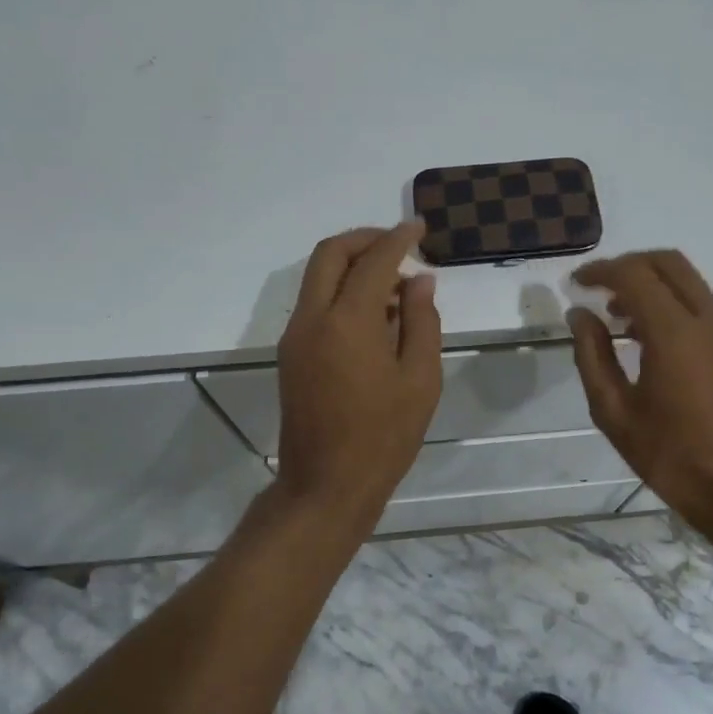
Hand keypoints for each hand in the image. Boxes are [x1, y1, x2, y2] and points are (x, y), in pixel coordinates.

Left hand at [275, 222, 441, 522]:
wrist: (326, 485)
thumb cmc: (384, 436)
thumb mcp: (420, 379)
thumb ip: (422, 321)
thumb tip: (419, 281)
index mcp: (348, 321)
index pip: (374, 261)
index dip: (398, 238)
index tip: (419, 228)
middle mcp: (312, 318)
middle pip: (330, 253)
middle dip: (365, 239)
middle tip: (398, 244)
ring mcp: (295, 336)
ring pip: (317, 276)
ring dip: (352, 266)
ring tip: (395, 286)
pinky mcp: (290, 353)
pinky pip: (315, 303)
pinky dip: (341, 291)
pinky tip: (374, 315)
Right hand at [568, 250, 712, 527]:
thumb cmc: (671, 455)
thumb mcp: (614, 411)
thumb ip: (592, 355)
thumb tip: (579, 315)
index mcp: (674, 333)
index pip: (634, 275)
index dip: (600, 272)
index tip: (576, 284)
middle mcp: (706, 319)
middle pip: (667, 262)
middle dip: (628, 265)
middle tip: (597, 288)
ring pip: (686, 279)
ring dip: (649, 283)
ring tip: (616, 315)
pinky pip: (698, 302)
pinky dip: (669, 300)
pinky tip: (646, 336)